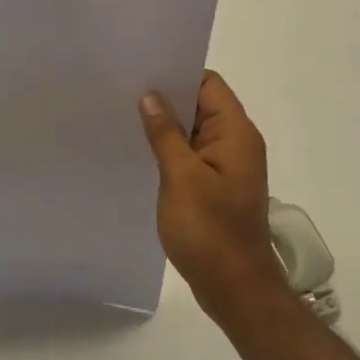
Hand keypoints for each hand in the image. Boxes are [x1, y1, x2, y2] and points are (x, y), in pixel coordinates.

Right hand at [140, 71, 287, 320]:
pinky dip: (170, 149)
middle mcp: (236, 143)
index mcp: (235, 133)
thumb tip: (151, 96)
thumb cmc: (210, 230)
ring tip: (125, 116)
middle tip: (123, 90)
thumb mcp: (181, 177)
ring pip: (194, 131)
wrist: (235, 289)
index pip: (208, 84)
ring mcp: (226, 166)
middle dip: (166, 97)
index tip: (142, 70)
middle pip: (201, 104)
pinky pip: (191, 155)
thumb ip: (166, 134)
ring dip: (166, 125)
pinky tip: (141, 151)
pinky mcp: (216, 186)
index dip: (177, 72)